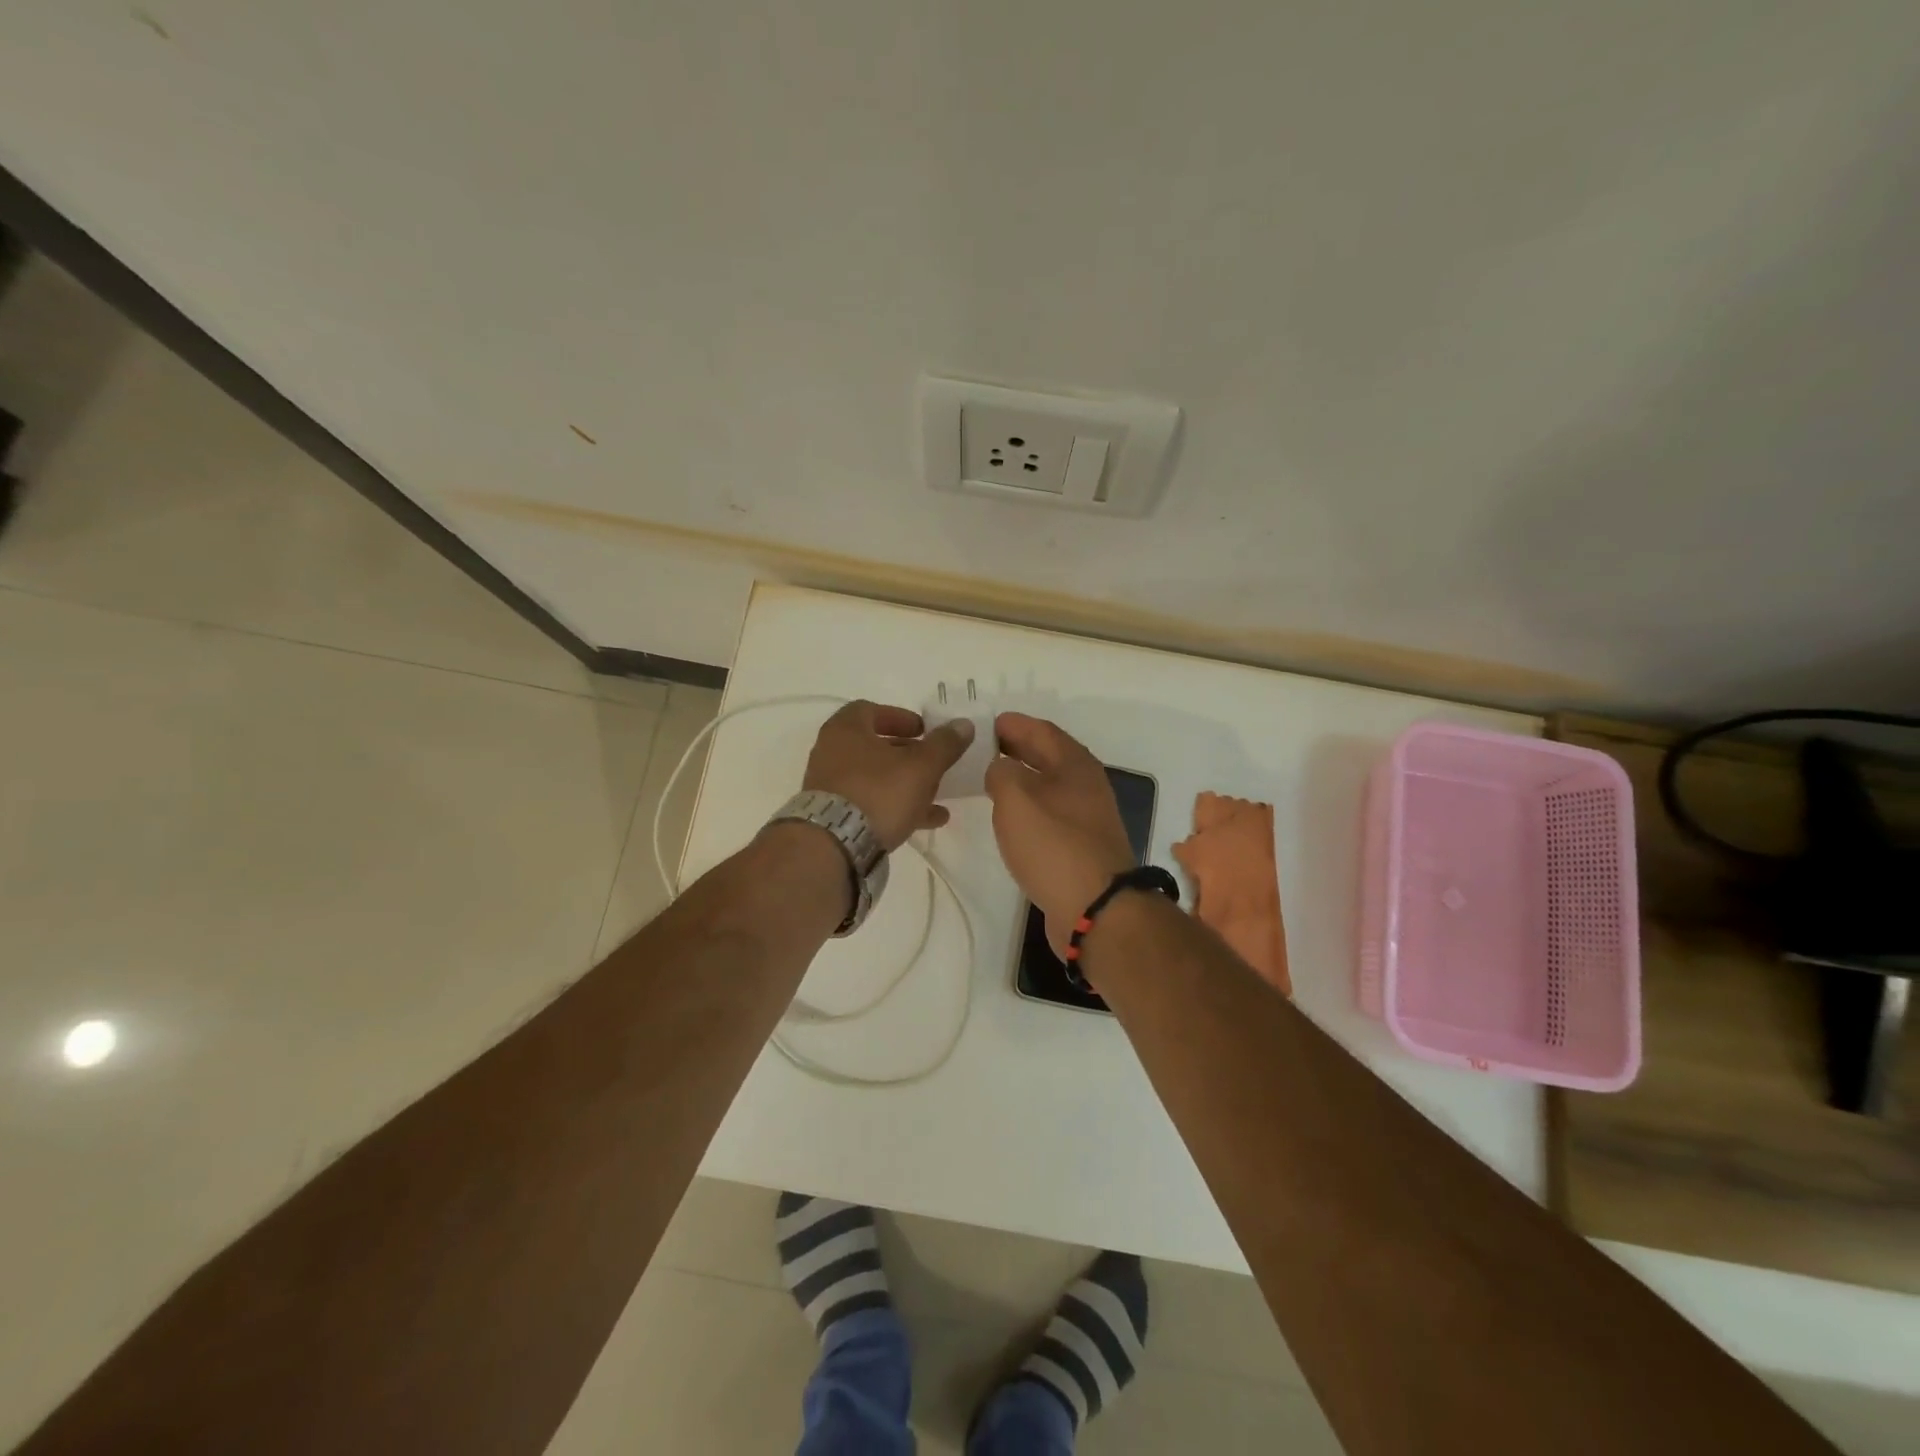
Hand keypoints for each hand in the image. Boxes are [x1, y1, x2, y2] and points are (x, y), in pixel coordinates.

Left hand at [802, 701, 973, 849]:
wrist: (835, 845)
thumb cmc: (878, 792)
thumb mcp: (921, 766)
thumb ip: (944, 744)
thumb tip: (963, 724)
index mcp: (846, 729)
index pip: (871, 710)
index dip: (901, 718)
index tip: (924, 731)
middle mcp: (831, 752)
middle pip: (875, 746)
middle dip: (908, 755)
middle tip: (934, 764)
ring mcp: (830, 786)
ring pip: (875, 778)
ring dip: (906, 784)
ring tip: (938, 797)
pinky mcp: (834, 815)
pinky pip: (869, 803)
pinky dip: (896, 806)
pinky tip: (927, 820)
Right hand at [986, 713, 1135, 955]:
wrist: (1095, 908)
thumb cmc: (1054, 845)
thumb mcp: (1016, 799)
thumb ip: (1001, 772)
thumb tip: (1000, 767)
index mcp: (1075, 764)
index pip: (1041, 730)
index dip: (1013, 723)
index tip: (984, 723)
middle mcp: (1086, 785)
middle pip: (1048, 756)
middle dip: (1016, 748)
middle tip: (981, 748)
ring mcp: (1087, 817)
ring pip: (1049, 786)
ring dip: (1022, 779)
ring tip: (990, 780)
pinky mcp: (1081, 846)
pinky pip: (1049, 813)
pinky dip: (1028, 806)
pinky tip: (1011, 818)